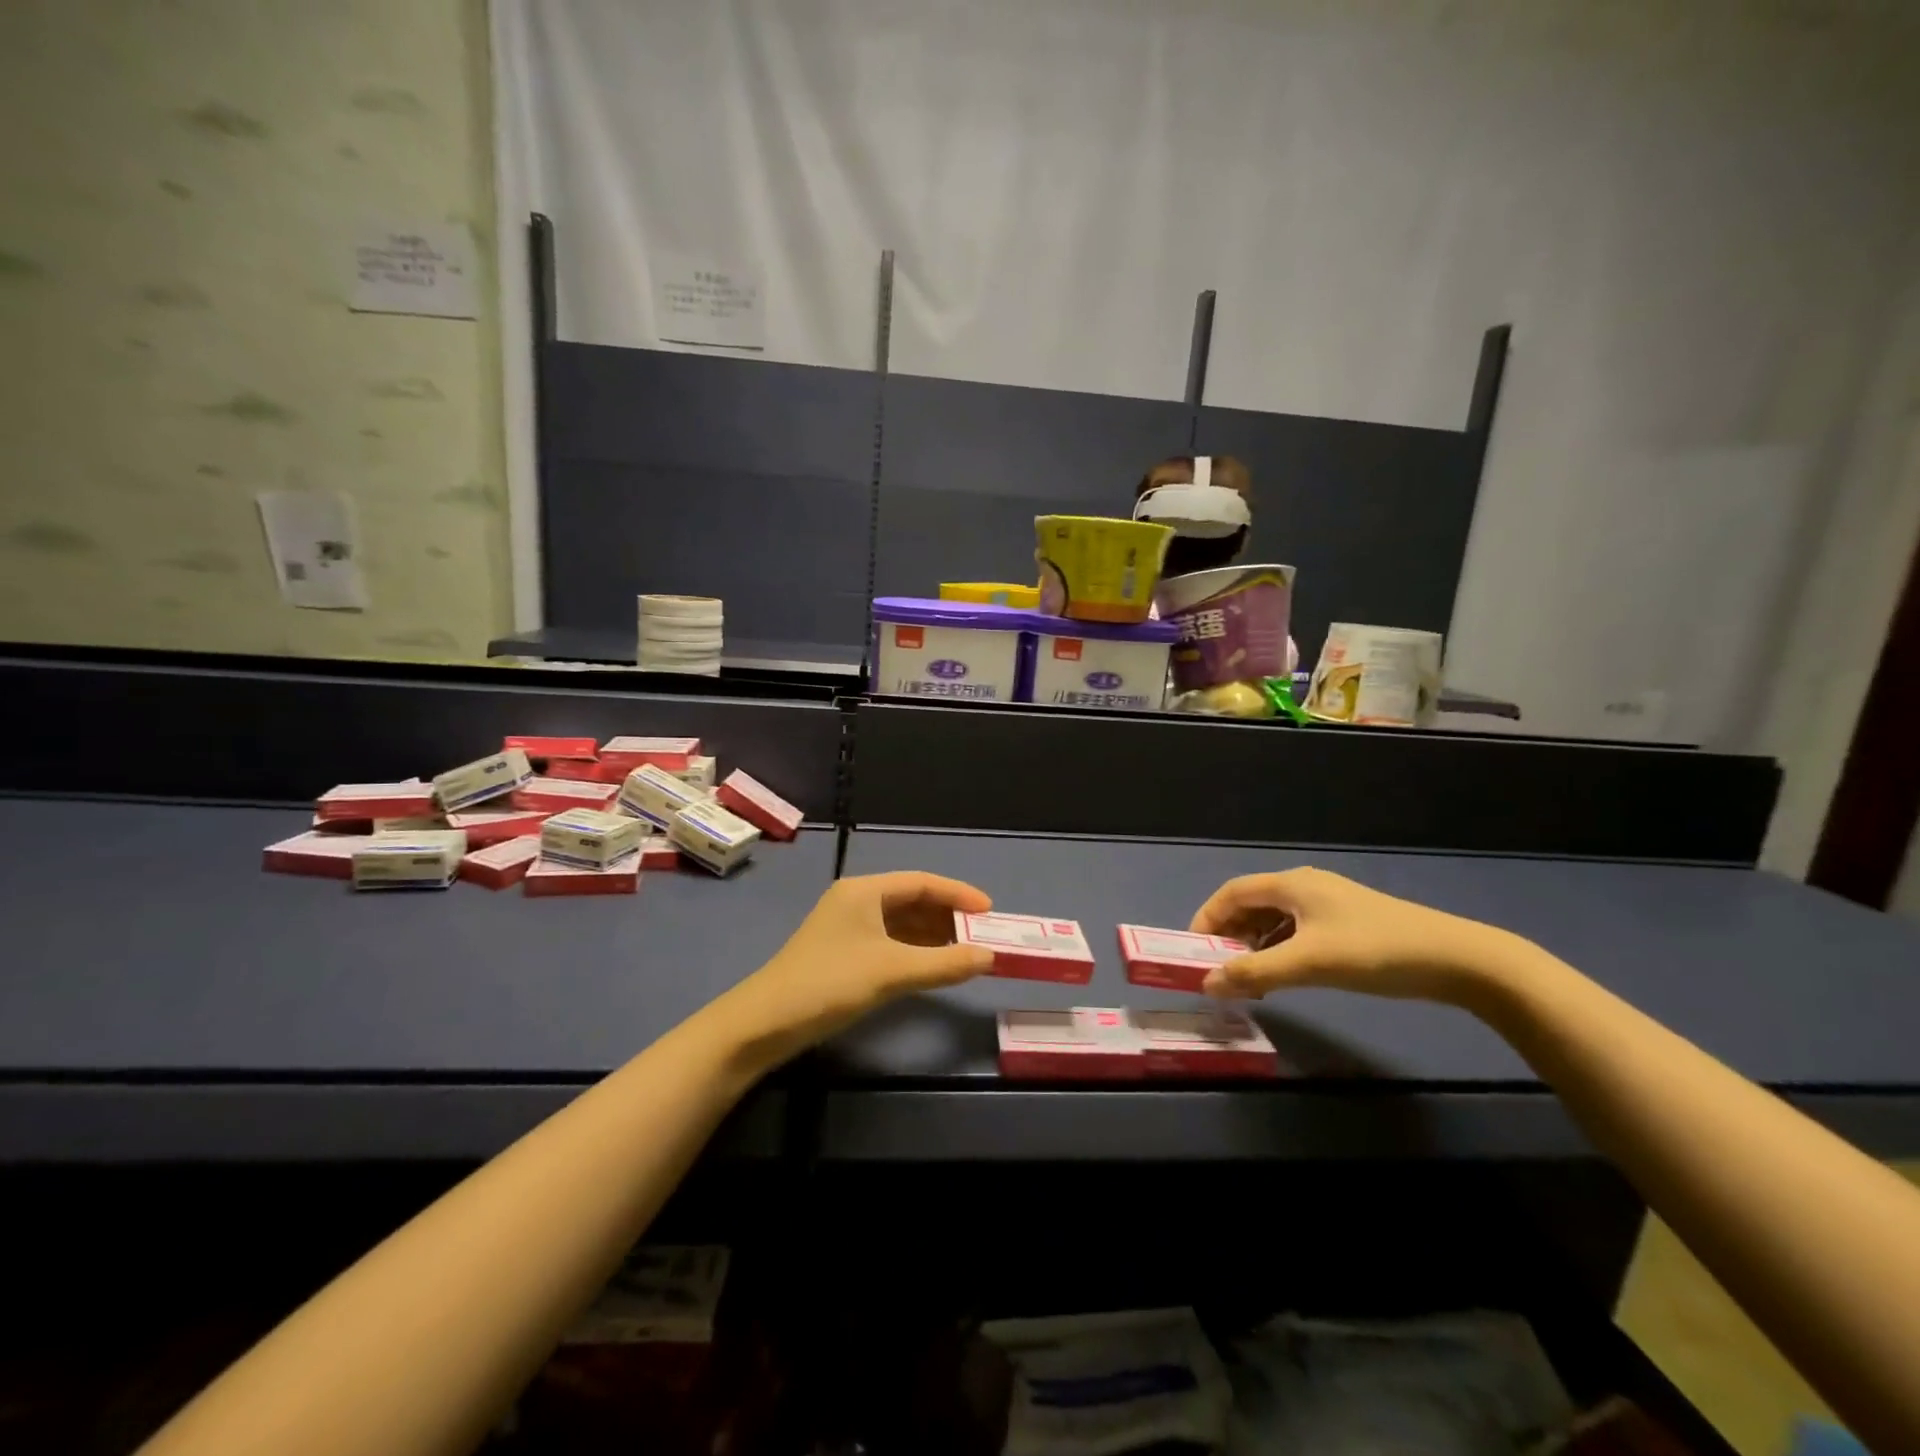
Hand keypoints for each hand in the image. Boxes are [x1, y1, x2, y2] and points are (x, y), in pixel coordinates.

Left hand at [727, 872, 995, 1057]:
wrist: (764, 1023)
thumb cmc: (829, 983)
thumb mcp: (892, 972)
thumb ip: (944, 963)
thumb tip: (990, 957)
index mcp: (864, 891)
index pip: (921, 882)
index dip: (958, 894)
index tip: (990, 912)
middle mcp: (857, 901)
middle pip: (912, 900)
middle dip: (948, 916)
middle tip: (982, 936)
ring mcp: (848, 928)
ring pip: (901, 923)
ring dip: (933, 935)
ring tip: (967, 952)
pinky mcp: (844, 953)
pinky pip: (890, 942)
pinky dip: (915, 951)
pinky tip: (934, 966)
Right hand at [1189, 867, 1519, 1005]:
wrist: (1457, 960)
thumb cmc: (1374, 951)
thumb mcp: (1309, 963)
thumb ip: (1255, 973)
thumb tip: (1206, 984)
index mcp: (1292, 884)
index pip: (1232, 892)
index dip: (1207, 917)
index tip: (1193, 949)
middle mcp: (1305, 886)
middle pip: (1251, 903)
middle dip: (1229, 934)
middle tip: (1218, 968)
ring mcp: (1329, 904)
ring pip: (1275, 919)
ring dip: (1254, 944)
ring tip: (1246, 977)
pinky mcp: (1347, 924)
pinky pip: (1296, 930)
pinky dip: (1279, 949)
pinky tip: (1283, 974)